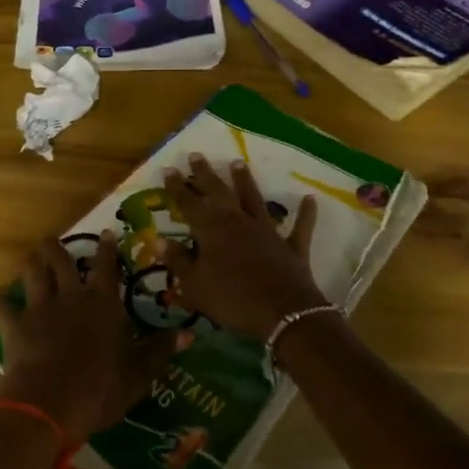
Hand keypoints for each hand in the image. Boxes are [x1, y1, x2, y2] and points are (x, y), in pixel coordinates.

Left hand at [0, 232, 178, 444]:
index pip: (107, 266)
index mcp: (103, 302)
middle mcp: (71, 295)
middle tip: (53, 240)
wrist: (50, 404)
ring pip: (32, 273)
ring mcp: (40, 308)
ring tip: (29, 257)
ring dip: (29, 263)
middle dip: (56, 246)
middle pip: (60, 260)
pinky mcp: (15, 325)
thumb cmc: (100, 388)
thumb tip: (189, 333)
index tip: (105, 233)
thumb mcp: (139, 373)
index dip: (107, 248)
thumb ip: (161, 350)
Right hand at [160, 153, 326, 337]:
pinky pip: (299, 227)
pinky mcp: (290, 246)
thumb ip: (178, 261)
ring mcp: (267, 231)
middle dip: (205, 174)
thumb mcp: (195, 284)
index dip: (177, 187)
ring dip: (245, 181)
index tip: (169, 169)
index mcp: (211, 230)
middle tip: (197, 155)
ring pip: (254, 200)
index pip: (189, 203)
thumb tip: (158, 240)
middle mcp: (238, 222)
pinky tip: (310, 199)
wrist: (282, 313)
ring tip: (237, 162)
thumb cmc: (231, 298)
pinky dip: (305, 213)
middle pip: (219, 193)